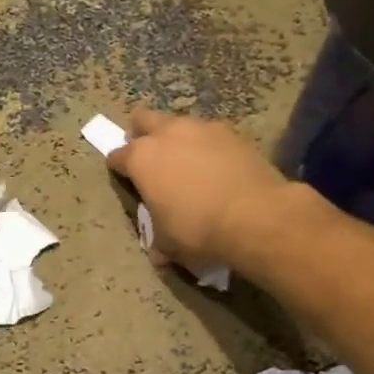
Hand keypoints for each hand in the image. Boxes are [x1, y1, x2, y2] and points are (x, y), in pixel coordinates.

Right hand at [106, 110, 292, 273]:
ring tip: (191, 164)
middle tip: (152, 160)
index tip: (125, 180)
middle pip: (143, 120)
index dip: (119, 169)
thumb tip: (159, 253)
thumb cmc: (198, 230)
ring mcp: (202, 128)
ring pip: (180, 124)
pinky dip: (210, 147)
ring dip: (179, 139)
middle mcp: (167, 133)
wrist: (256, 216)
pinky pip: (211, 135)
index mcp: (141, 158)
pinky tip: (219, 167)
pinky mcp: (233, 133)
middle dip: (143, 135)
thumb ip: (158, 240)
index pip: (117, 156)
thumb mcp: (169, 244)